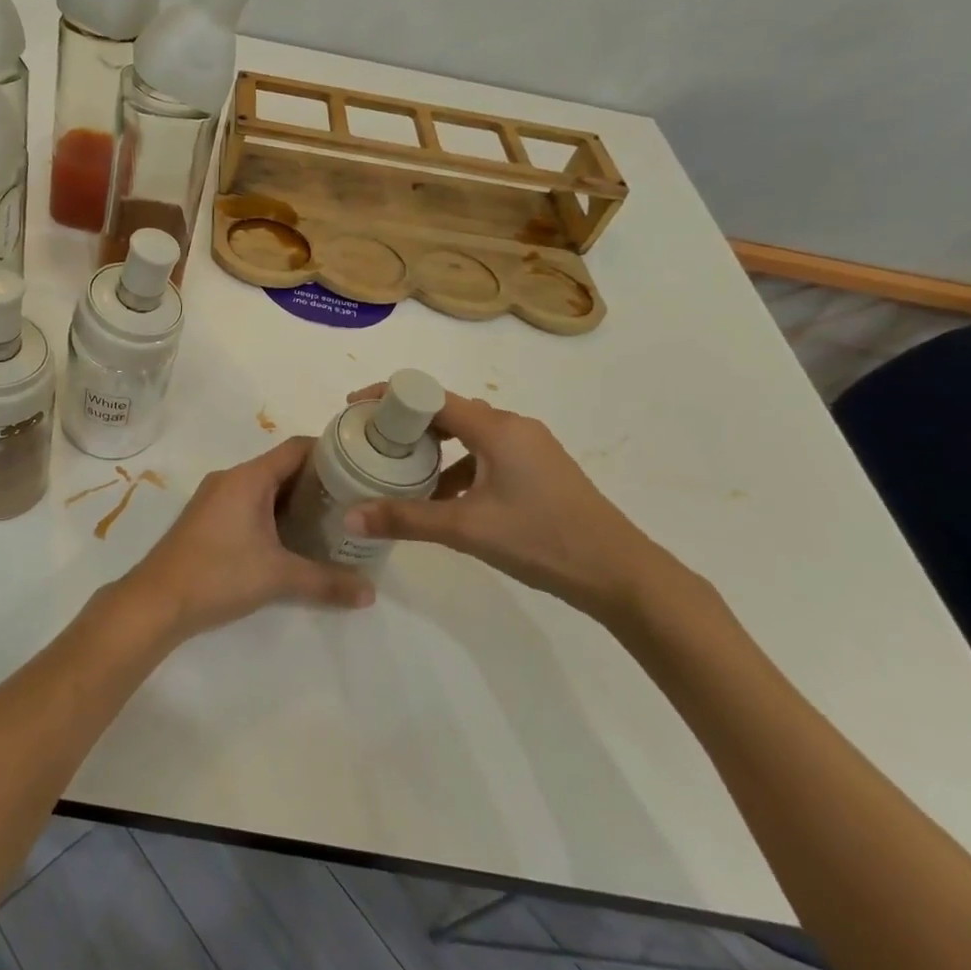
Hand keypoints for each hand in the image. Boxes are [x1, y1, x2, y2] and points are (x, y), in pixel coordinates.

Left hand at [119, 436, 374, 642]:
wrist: (156, 601)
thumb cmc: (218, 575)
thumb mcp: (278, 577)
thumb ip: (327, 581)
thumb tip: (370, 593)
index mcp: (248, 477)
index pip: (297, 448)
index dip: (330, 453)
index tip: (361, 467)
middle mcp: (231, 479)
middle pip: (282, 467)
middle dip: (318, 482)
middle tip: (354, 501)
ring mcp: (215, 498)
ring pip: (265, 488)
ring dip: (296, 501)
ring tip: (332, 521)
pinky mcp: (207, 519)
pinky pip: (249, 504)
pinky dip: (274, 514)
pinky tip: (294, 539)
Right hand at [341, 384, 681, 621]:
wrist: (620, 573)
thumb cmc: (542, 539)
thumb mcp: (466, 528)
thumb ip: (404, 519)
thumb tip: (350, 516)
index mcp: (496, 427)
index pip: (429, 396)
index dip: (388, 398)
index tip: (355, 409)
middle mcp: (513, 426)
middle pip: (447, 411)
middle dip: (407, 424)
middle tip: (373, 443)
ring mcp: (530, 447)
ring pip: (467, 434)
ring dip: (433, 448)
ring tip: (401, 471)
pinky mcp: (539, 469)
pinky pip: (486, 453)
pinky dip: (458, 466)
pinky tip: (445, 498)